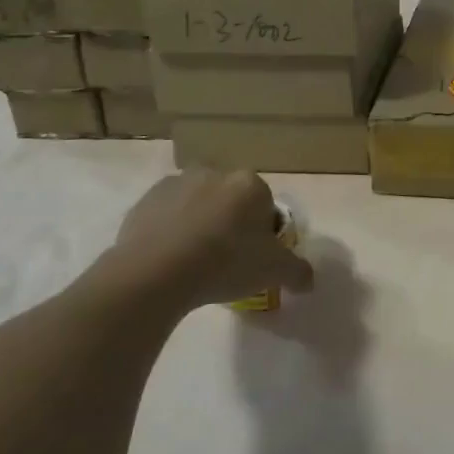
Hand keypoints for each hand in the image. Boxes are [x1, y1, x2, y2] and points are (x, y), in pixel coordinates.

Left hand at [85, 168, 313, 314]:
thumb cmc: (226, 263)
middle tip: (225, 262)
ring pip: (197, 205)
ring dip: (199, 225)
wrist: (156, 272)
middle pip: (231, 202)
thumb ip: (298, 272)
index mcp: (250, 183)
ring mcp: (176, 183)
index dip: (262, 234)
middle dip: (230, 225)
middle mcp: (215, 173)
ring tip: (193, 264)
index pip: (265, 206)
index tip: (253, 259)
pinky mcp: (144, 200)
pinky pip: (166, 215)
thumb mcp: (274, 271)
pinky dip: (169, 231)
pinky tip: (167, 260)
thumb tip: (309, 280)